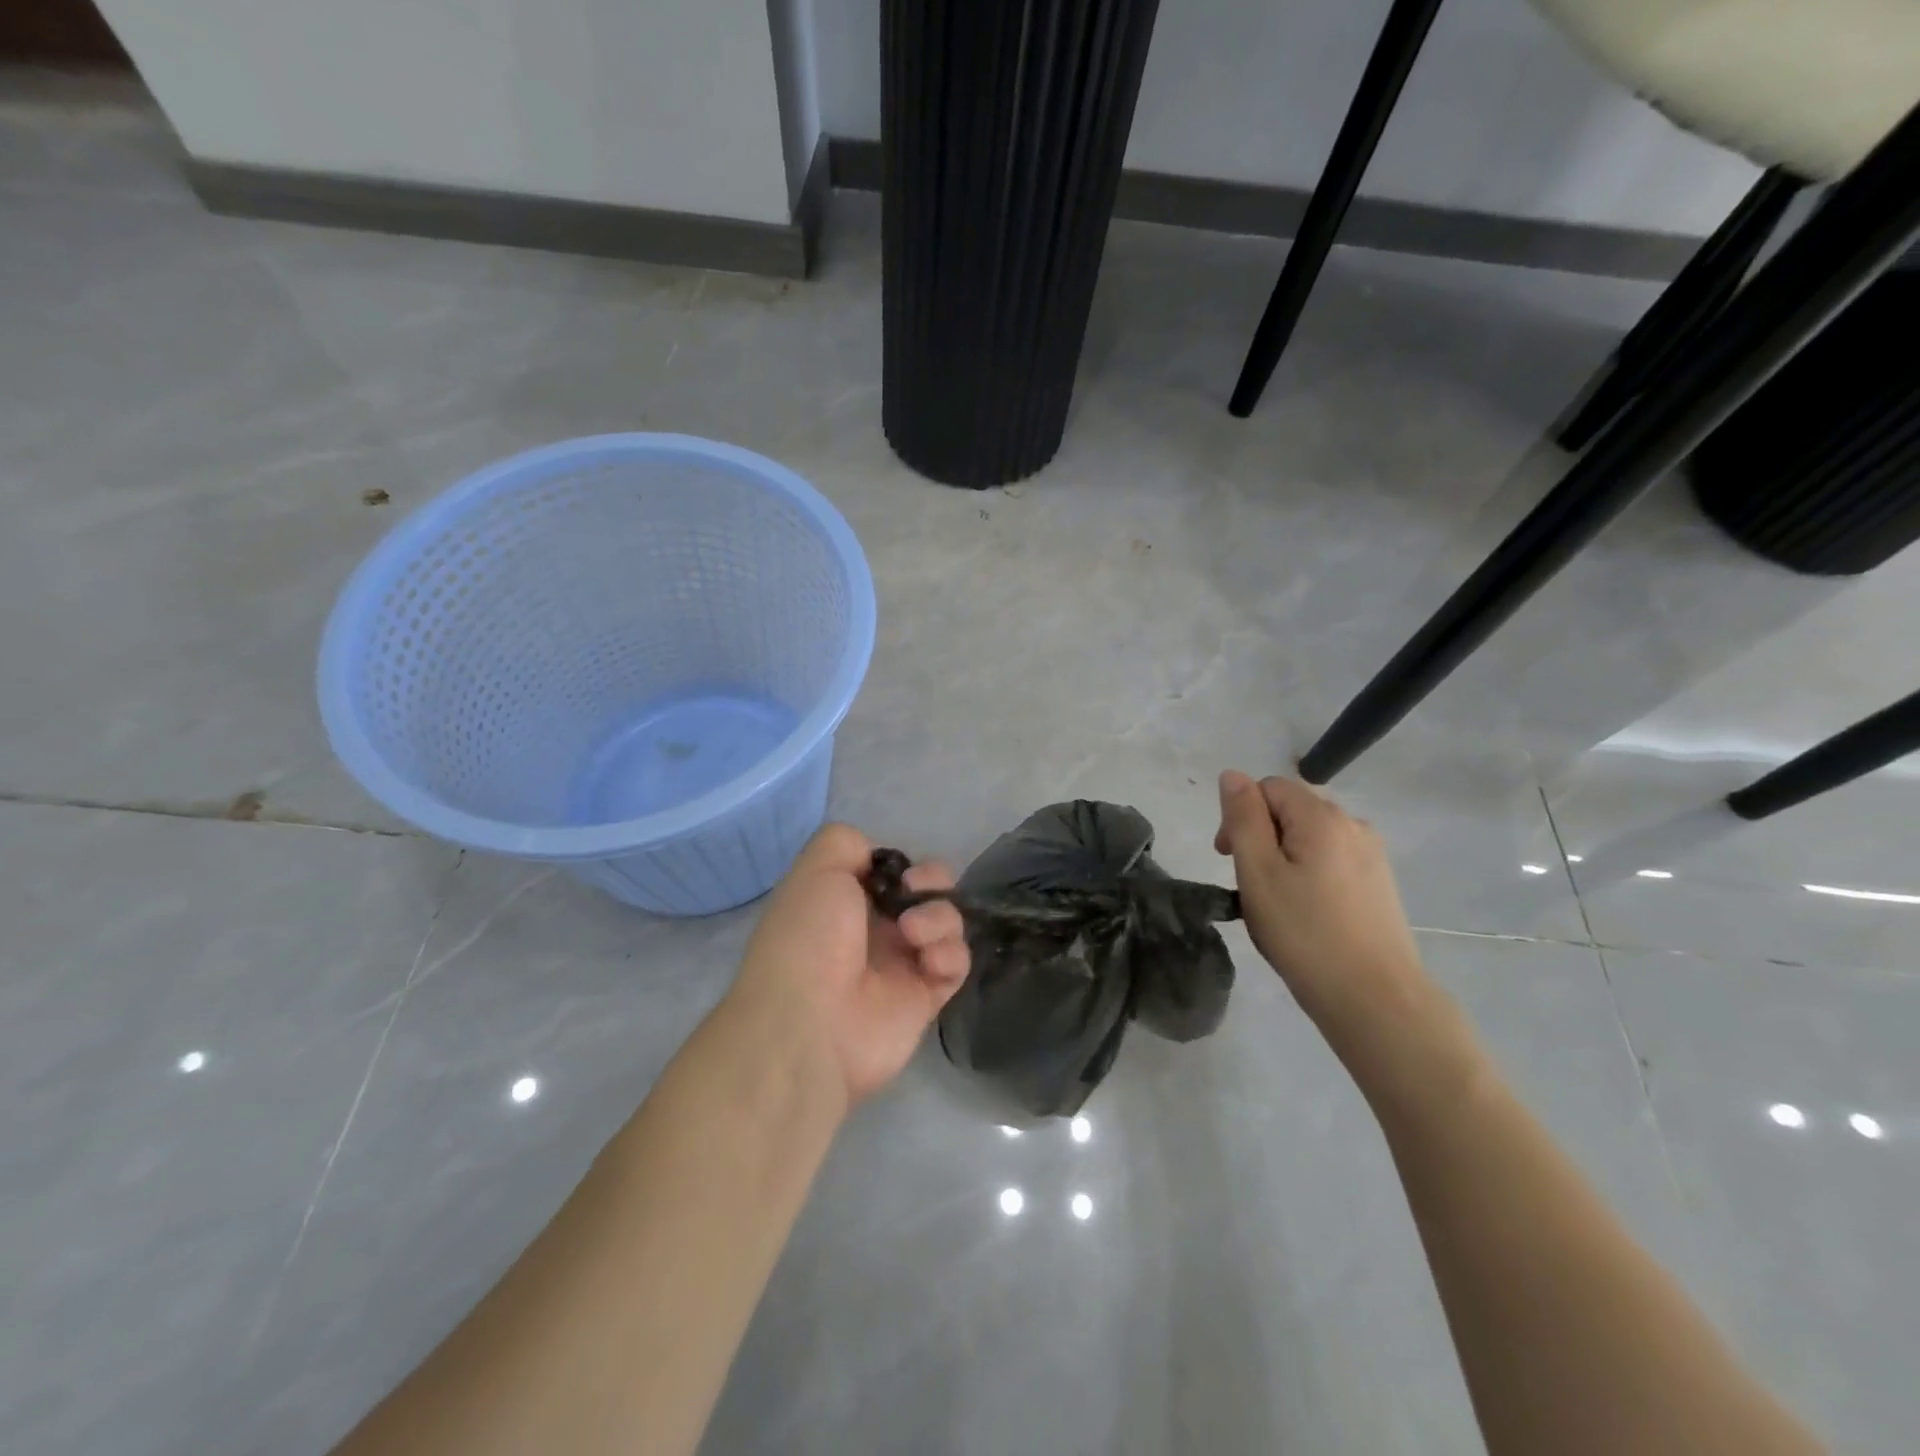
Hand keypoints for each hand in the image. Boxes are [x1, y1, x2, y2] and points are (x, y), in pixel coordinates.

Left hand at [732, 824, 969, 1105]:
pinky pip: (957, 962)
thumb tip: (877, 857)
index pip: (890, 870)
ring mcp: (902, 964)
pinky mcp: (927, 996)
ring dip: (940, 916)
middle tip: (914, 891)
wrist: (809, 1025)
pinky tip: (928, 960)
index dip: (900, 863)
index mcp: (845, 901)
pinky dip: (950, 953)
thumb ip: (845, 842)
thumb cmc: (807, 939)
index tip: (896, 870)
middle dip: (931, 880)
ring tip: (913, 933)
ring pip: (947, 922)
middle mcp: (874, 929)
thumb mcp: (815, 870)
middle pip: (926, 890)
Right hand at [1215, 771, 1429, 1042]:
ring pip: (1311, 837)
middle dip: (1261, 836)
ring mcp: (1372, 855)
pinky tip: (1306, 913)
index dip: (1240, 815)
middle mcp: (1353, 824)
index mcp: (1321, 816)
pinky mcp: (1380, 883)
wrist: (1375, 998)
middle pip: (1291, 809)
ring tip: (1275, 903)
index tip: (1227, 858)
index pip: (1268, 787)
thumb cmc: (1304, 933)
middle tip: (1248, 885)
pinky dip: (1309, 874)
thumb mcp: (1258, 872)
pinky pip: (1332, 860)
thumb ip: (1243, 817)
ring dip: (1284, 857)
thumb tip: (1232, 775)